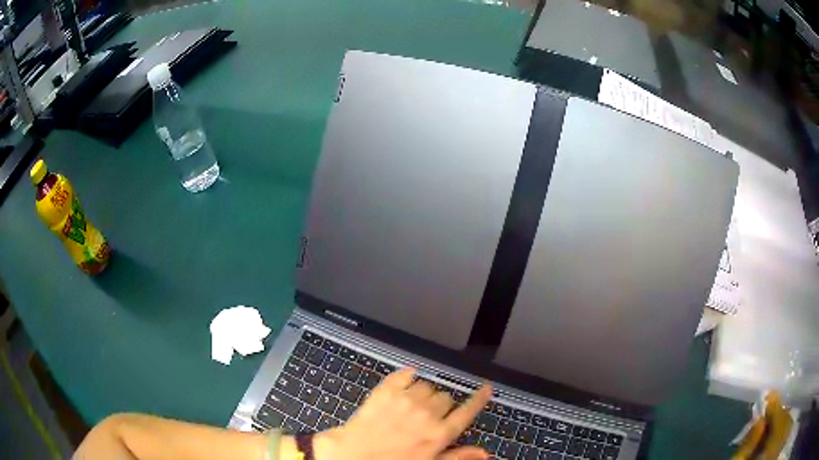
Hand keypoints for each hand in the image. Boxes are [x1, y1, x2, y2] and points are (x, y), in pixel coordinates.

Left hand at [314, 368, 491, 459]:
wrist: (351, 458)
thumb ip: (457, 457)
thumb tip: (484, 453)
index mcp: (439, 434)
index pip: (467, 411)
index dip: (479, 398)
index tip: (486, 388)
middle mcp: (426, 414)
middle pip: (446, 397)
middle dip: (441, 405)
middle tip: (429, 416)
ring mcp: (405, 400)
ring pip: (427, 385)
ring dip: (424, 393)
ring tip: (412, 405)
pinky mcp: (384, 391)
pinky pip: (403, 375)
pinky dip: (406, 376)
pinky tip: (405, 380)